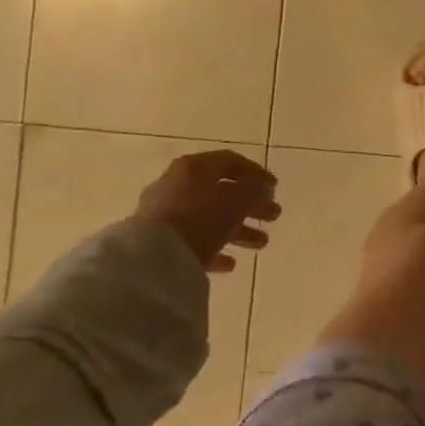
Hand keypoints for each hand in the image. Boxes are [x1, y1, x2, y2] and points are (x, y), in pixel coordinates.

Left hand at [135, 150, 279, 273]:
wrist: (149, 258)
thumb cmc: (200, 217)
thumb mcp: (238, 200)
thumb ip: (256, 191)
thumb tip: (263, 189)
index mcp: (194, 167)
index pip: (231, 161)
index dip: (257, 173)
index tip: (275, 188)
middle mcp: (177, 186)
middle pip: (221, 192)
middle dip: (251, 204)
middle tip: (274, 215)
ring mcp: (165, 215)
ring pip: (210, 218)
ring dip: (238, 229)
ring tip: (261, 243)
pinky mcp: (158, 243)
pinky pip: (193, 242)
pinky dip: (214, 249)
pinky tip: (230, 263)